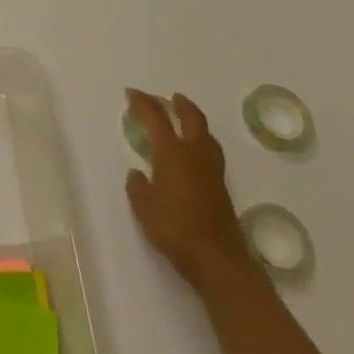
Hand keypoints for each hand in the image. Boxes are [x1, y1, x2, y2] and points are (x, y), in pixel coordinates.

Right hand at [124, 89, 252, 291]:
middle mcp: (195, 154)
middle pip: (190, 117)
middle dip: (177, 103)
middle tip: (165, 98)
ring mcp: (212, 169)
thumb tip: (138, 174)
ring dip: (192, 119)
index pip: (156, 118)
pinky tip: (193, 149)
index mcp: (172, 153)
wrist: (218, 260)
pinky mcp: (221, 185)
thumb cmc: (175, 229)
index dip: (143, 103)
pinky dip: (200, 138)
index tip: (131, 93)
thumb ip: (138, 186)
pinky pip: (210, 149)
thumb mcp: (144, 208)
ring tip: (182, 116)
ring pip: (205, 132)